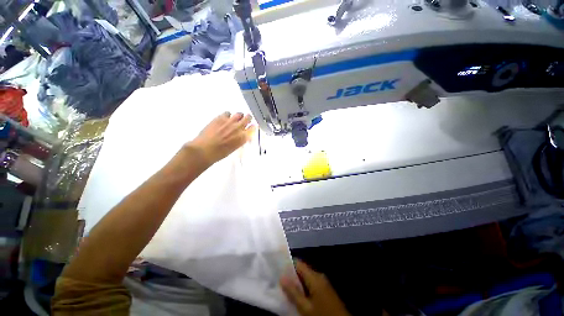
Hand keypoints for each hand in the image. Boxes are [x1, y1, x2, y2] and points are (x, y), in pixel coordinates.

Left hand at [186, 112, 255, 165]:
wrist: (204, 150)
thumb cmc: (219, 153)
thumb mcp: (234, 148)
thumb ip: (240, 140)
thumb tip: (242, 136)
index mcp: (243, 137)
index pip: (254, 127)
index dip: (253, 126)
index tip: (251, 127)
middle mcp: (238, 128)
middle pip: (248, 117)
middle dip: (247, 119)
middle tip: (244, 121)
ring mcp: (229, 122)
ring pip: (239, 113)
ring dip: (238, 116)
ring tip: (234, 120)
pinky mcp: (220, 118)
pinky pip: (228, 112)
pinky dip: (228, 116)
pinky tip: (225, 120)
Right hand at [280, 260, 349, 315]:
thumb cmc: (323, 315)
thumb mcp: (306, 308)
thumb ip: (293, 292)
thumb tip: (282, 277)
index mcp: (314, 276)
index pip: (298, 263)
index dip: (287, 263)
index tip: (276, 265)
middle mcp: (318, 276)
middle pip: (302, 270)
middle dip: (290, 274)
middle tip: (278, 278)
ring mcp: (323, 282)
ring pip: (305, 277)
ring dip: (296, 281)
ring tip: (284, 286)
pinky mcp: (325, 290)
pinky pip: (311, 283)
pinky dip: (302, 287)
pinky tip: (296, 294)